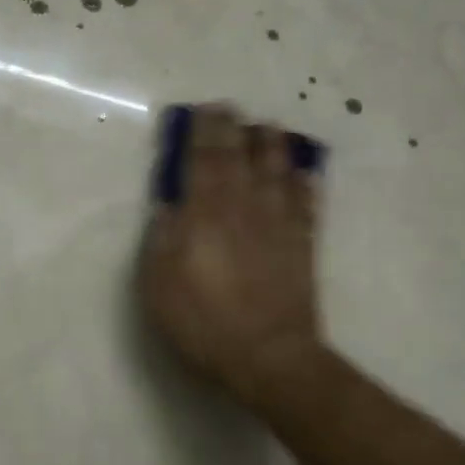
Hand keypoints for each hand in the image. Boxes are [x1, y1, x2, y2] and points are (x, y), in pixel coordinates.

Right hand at [138, 105, 324, 417]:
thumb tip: (169, 204)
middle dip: (233, 127)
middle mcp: (244, 206)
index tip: (202, 110)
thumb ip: (162, 237)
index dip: (202, 130)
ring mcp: (278, 223)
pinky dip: (303, 182)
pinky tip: (303, 173)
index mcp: (206, 211)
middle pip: (241, 155)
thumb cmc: (203, 319)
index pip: (204, 158)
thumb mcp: (159, 282)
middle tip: (227, 109)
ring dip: (271, 144)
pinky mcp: (302, 244)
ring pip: (278, 170)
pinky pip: (306, 202)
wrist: (268, 356)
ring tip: (267, 128)